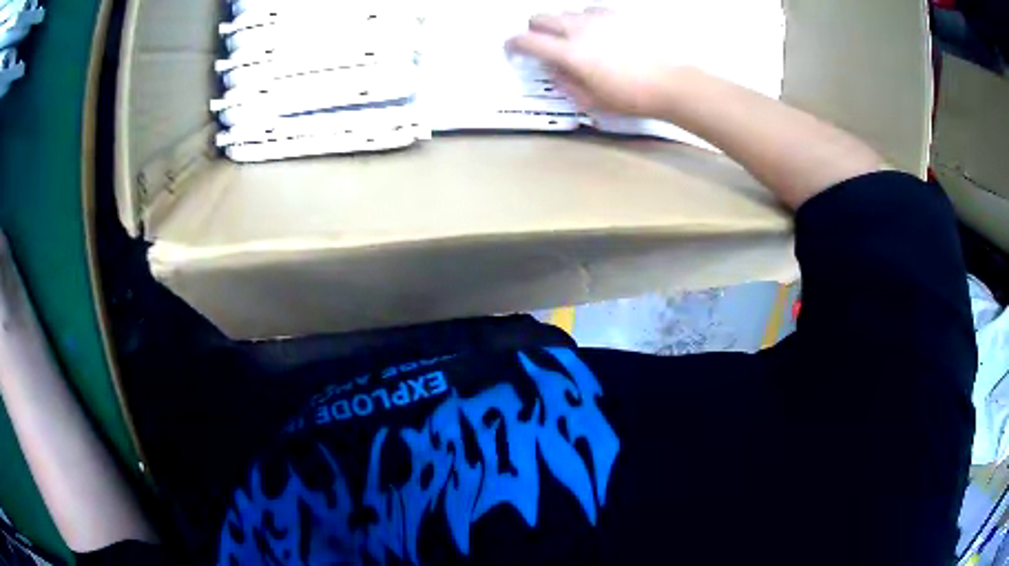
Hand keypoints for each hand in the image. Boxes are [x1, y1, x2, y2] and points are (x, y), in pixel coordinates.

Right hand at [506, 9, 686, 117]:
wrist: (673, 83)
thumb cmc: (632, 97)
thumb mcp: (592, 100)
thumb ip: (565, 82)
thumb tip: (552, 68)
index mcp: (570, 52)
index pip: (527, 41)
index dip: (512, 44)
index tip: (512, 50)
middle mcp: (580, 28)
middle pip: (540, 17)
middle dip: (533, 30)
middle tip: (543, 45)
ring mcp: (600, 17)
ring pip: (566, 12)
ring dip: (561, 25)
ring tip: (576, 41)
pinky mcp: (619, 13)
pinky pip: (591, 10)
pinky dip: (586, 19)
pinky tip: (598, 33)